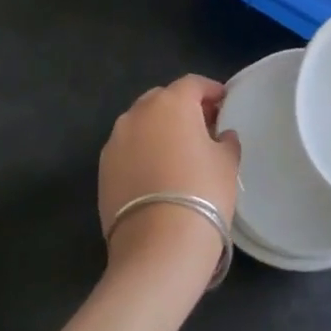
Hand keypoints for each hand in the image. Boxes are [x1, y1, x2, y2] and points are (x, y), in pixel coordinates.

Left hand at [98, 76, 239, 287]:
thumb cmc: (202, 193)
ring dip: (159, 130)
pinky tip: (157, 173)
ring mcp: (116, 141)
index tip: (224, 103)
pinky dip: (143, 152)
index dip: (211, 91)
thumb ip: (225, 140)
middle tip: (202, 127)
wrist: (158, 247)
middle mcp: (138, 113)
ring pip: (142, 123)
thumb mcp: (227, 163)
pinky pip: (128, 149)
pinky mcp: (103, 169)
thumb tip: (221, 135)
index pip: (193, 84)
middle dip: (182, 108)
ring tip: (178, 152)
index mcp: (171, 102)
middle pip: (163, 99)